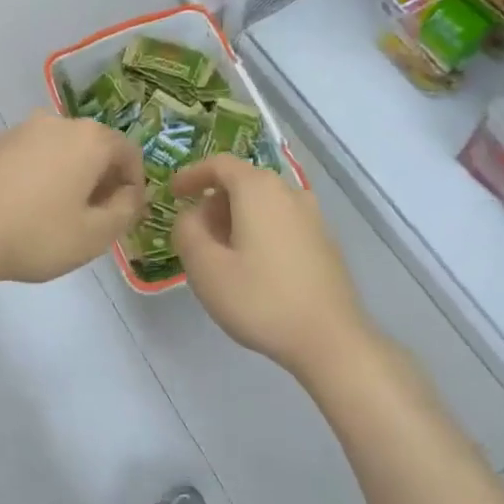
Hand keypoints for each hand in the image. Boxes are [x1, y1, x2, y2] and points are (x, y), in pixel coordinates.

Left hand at [0, 111, 146, 284]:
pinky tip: (22, 209)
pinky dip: (36, 176)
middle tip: (93, 218)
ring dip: (68, 176)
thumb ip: (125, 211)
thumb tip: (130, 195)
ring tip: (56, 215)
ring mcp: (18, 130)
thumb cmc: (35, 234)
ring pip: (59, 150)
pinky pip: (28, 157)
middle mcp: (55, 122)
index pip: (129, 153)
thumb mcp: (94, 236)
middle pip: (93, 147)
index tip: (124, 215)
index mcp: (88, 139)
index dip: (134, 184)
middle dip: (100, 179)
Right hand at [171, 154, 370, 380]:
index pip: (219, 164)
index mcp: (258, 189)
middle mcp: (289, 193)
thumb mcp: (205, 267)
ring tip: (220, 253)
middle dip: (214, 201)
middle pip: (243, 182)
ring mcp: (312, 217)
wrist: (330, 339)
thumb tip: (191, 215)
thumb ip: (187, 231)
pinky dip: (258, 231)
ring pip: (263, 204)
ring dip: (236, 218)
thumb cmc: (260, 299)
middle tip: (194, 232)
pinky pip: (281, 222)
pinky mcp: (324, 242)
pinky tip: (252, 267)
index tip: (173, 193)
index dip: (192, 174)